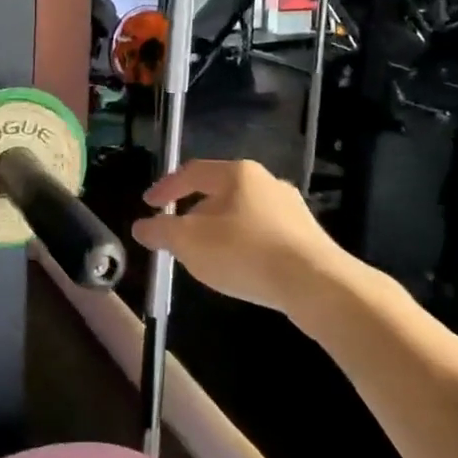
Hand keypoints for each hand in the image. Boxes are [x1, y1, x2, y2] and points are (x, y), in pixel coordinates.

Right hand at [131, 159, 347, 314]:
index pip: (192, 172)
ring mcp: (291, 208)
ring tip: (207, 255)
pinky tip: (240, 268)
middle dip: (194, 212)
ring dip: (220, 230)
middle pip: (219, 192)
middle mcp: (266, 181)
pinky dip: (244, 245)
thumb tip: (142, 226)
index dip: (166, 188)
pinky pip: (263, 234)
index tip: (149, 204)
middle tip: (177, 233)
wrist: (315, 284)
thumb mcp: (189, 242)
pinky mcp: (306, 236)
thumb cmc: (244, 252)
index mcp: (237, 173)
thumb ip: (161, 231)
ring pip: (242, 214)